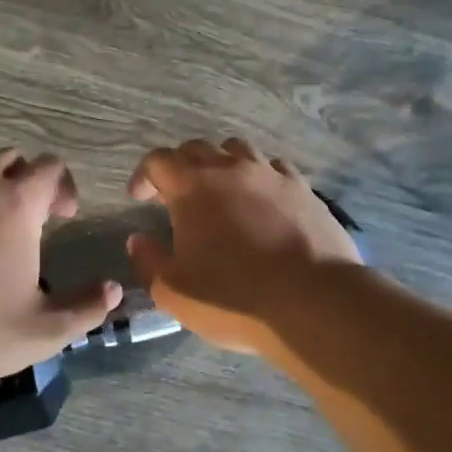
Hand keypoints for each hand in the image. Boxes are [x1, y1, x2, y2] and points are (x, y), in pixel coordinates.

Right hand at [126, 138, 361, 353]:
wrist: (313, 302)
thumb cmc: (233, 297)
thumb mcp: (174, 291)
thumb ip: (149, 260)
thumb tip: (138, 240)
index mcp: (193, 187)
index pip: (158, 161)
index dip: (144, 175)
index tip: (140, 197)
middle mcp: (231, 169)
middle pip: (197, 149)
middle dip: (180, 167)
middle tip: (175, 195)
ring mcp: (271, 175)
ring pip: (238, 150)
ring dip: (221, 164)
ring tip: (220, 190)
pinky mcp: (304, 189)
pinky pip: (275, 168)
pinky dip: (259, 177)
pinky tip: (262, 200)